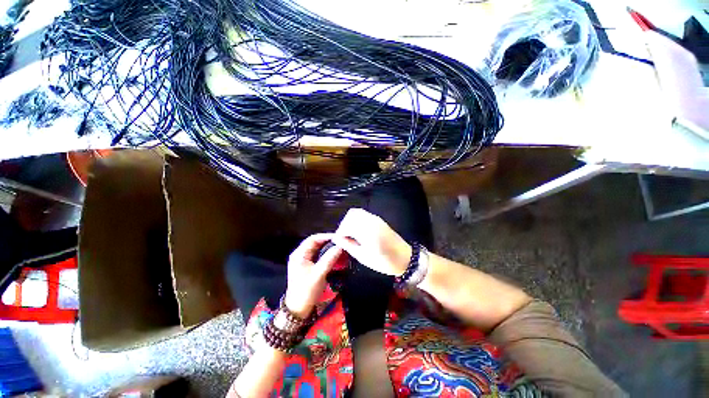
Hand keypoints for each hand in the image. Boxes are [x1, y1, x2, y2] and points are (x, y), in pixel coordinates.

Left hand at [285, 233, 343, 317]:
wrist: (298, 309)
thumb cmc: (306, 290)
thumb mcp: (319, 274)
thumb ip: (329, 258)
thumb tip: (340, 246)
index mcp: (299, 254)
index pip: (313, 239)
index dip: (326, 236)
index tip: (338, 237)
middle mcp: (300, 255)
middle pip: (315, 243)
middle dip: (328, 241)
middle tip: (340, 241)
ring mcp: (303, 261)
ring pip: (317, 249)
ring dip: (327, 247)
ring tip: (339, 247)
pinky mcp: (307, 267)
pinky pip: (318, 256)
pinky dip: (326, 254)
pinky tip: (334, 255)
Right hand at [332, 208, 411, 275]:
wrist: (405, 258)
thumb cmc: (384, 261)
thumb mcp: (363, 257)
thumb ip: (348, 245)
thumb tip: (337, 239)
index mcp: (367, 231)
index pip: (347, 225)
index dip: (340, 233)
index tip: (339, 241)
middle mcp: (371, 221)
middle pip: (351, 215)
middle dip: (344, 225)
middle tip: (344, 237)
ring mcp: (376, 218)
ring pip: (357, 212)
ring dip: (351, 221)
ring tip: (351, 234)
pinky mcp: (379, 219)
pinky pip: (364, 214)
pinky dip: (358, 219)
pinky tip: (359, 231)